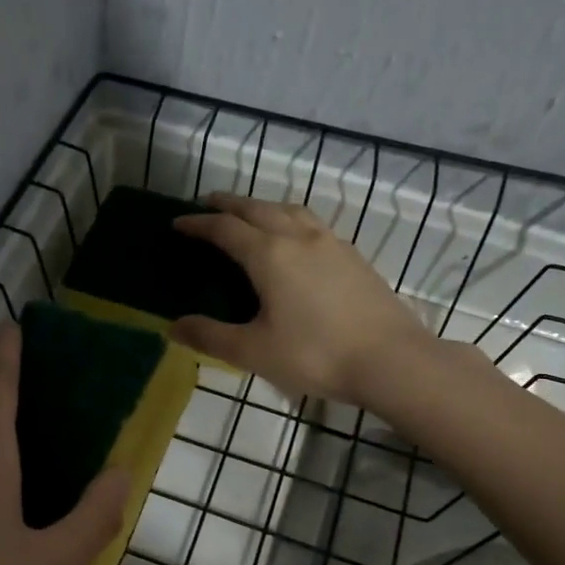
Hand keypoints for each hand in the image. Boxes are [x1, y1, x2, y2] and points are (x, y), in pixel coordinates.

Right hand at [171, 193, 435, 402]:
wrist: (391, 360)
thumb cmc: (315, 355)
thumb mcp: (253, 351)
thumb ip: (211, 336)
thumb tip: (173, 327)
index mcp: (269, 255)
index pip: (225, 229)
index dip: (198, 223)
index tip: (177, 222)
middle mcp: (299, 238)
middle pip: (257, 208)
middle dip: (229, 204)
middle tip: (207, 204)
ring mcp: (331, 244)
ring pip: (290, 210)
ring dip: (263, 206)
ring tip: (250, 214)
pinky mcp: (353, 257)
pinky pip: (312, 224)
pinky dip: (290, 219)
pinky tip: (295, 239)